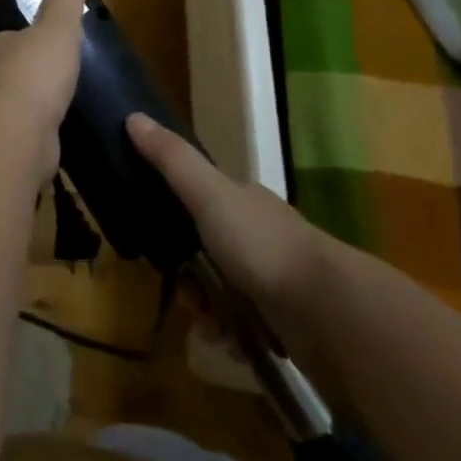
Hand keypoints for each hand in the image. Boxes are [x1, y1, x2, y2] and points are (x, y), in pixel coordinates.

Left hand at [0, 0, 90, 180]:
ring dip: (25, 108)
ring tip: (55, 106)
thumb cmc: (32, 74)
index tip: (36, 40)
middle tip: (52, 75)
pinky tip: (51, 139)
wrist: (14, 140)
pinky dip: (32, 136)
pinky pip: (17, 138)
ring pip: (5, 108)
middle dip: (20, 74)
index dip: (15, 38)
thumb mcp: (57, 26)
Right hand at [126, 113, 327, 334]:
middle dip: (189, 277)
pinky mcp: (285, 323)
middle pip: (207, 253)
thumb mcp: (208, 194)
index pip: (200, 201)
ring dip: (207, 311)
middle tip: (186, 295)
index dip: (174, 220)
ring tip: (207, 326)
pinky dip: (231, 336)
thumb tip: (133, 116)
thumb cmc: (262, 244)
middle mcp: (259, 236)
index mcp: (243, 201)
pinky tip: (227, 343)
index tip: (156, 242)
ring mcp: (274, 279)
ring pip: (223, 293)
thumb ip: (172, 159)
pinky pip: (244, 328)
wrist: (327, 311)